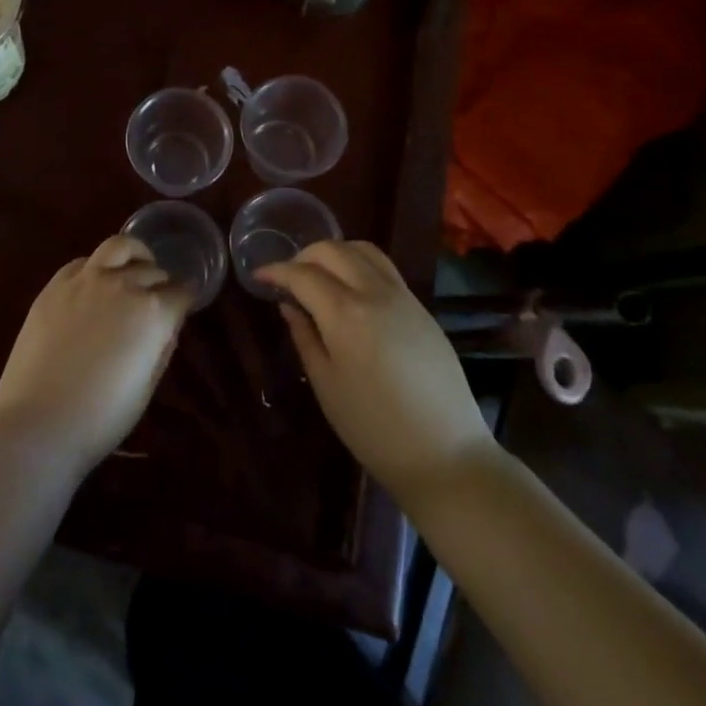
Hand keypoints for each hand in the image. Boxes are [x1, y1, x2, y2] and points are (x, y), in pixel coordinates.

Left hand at [0, 236, 189, 473]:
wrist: (38, 422)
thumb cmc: (101, 418)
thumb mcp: (146, 388)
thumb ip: (161, 348)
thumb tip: (166, 327)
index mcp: (153, 312)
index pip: (182, 291)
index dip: (185, 300)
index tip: (183, 307)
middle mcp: (123, 285)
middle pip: (153, 271)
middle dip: (160, 283)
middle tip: (157, 298)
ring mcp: (87, 279)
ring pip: (120, 246)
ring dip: (134, 255)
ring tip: (133, 268)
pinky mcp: (56, 284)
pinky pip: (84, 261)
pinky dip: (97, 267)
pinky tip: (94, 283)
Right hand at [259, 241, 494, 507]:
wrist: (446, 455)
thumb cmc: (374, 428)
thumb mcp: (326, 385)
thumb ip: (304, 337)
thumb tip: (289, 305)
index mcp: (345, 313)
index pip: (302, 274)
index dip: (276, 271)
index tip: (259, 276)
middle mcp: (375, 293)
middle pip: (333, 250)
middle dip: (304, 256)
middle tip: (288, 277)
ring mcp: (403, 296)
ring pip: (363, 250)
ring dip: (335, 253)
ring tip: (320, 275)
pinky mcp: (421, 308)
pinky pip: (385, 268)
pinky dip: (360, 264)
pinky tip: (351, 289)